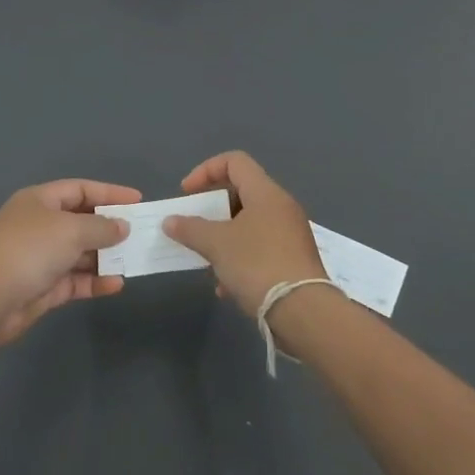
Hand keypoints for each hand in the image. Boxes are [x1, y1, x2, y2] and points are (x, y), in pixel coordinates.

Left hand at [0, 180, 135, 343]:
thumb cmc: (29, 250)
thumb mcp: (70, 230)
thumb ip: (101, 227)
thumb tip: (122, 226)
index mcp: (40, 201)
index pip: (80, 190)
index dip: (109, 193)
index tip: (137, 200)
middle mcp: (40, 225)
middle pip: (81, 221)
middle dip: (109, 227)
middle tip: (140, 234)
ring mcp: (41, 257)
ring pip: (80, 252)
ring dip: (105, 256)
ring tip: (134, 260)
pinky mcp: (43, 287)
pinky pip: (75, 279)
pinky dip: (94, 281)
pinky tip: (116, 284)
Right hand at [162, 151, 325, 317]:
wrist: (304, 312)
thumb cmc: (257, 265)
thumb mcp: (216, 244)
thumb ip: (190, 228)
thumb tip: (170, 221)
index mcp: (266, 193)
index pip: (234, 161)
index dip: (206, 171)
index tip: (187, 194)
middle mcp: (282, 207)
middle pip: (241, 193)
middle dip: (212, 209)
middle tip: (194, 226)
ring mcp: (291, 234)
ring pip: (249, 224)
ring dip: (224, 238)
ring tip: (208, 260)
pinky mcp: (294, 260)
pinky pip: (260, 248)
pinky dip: (240, 258)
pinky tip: (227, 286)